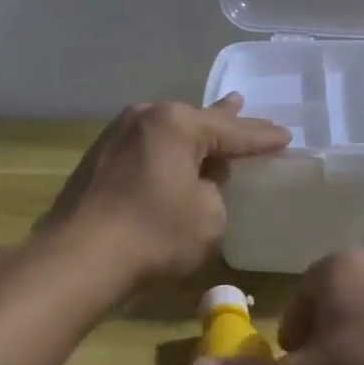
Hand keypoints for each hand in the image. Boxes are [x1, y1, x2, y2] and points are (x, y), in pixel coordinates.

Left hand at [37, 95, 289, 282]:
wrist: (76, 259)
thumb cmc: (153, 235)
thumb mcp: (208, 216)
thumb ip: (216, 189)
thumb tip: (201, 180)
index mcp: (177, 124)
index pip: (232, 131)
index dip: (262, 137)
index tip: (287, 136)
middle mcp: (146, 117)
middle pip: (198, 120)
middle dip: (226, 120)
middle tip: (246, 105)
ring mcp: (117, 134)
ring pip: (169, 131)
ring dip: (194, 133)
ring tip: (217, 118)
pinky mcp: (99, 158)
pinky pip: (148, 146)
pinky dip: (168, 149)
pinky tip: (175, 152)